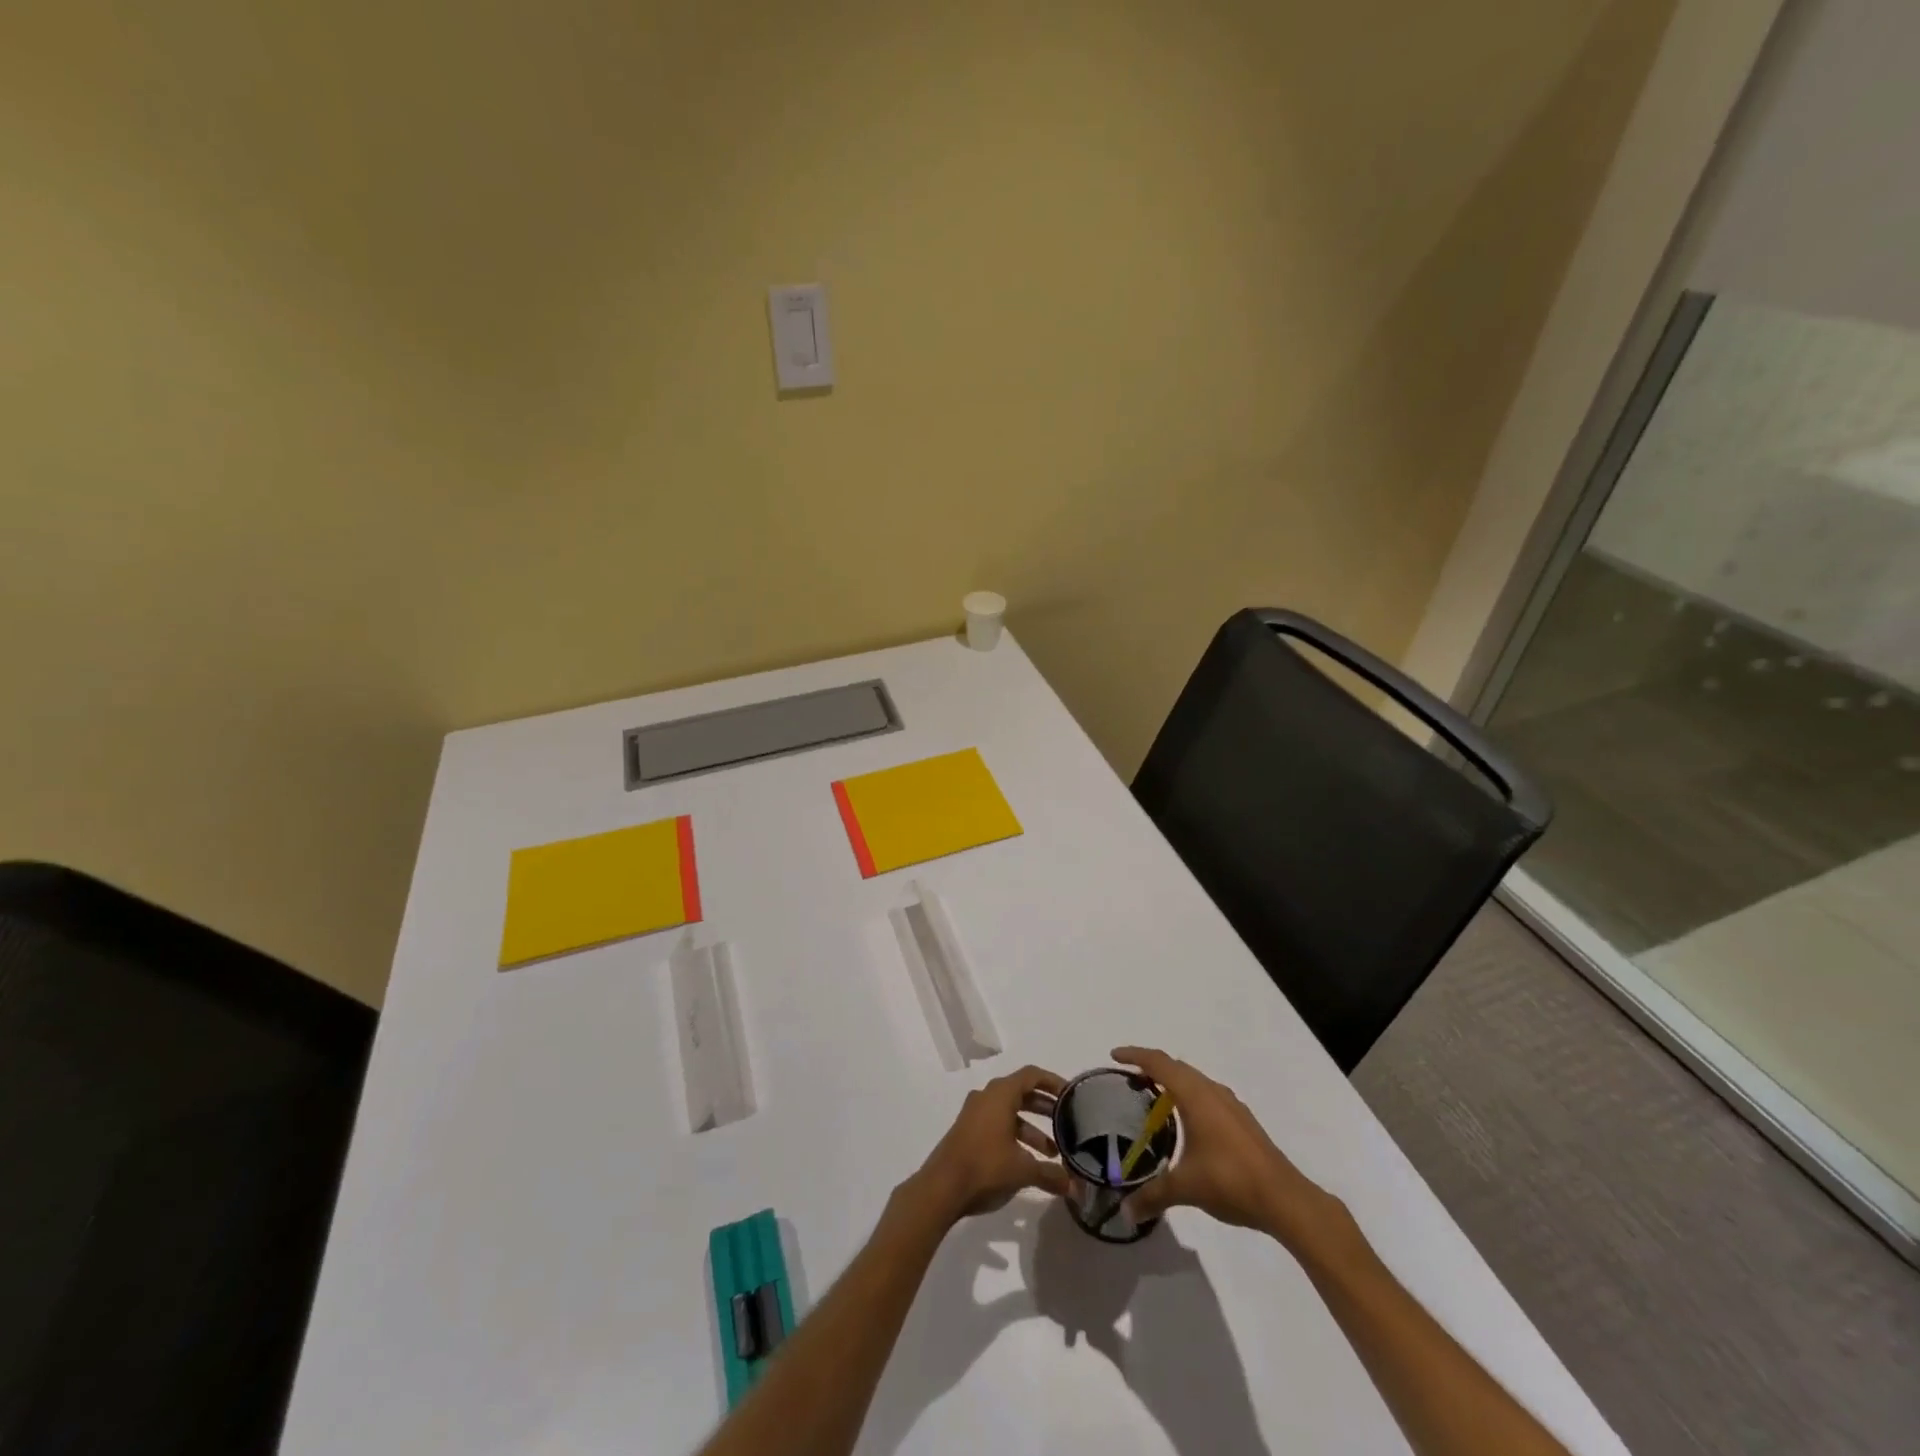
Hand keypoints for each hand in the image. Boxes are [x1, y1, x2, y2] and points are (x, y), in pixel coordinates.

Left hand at [911, 1065, 1070, 1222]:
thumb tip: (1074, 1186)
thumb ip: (1050, 1174)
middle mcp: (987, 1097)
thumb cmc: (985, 1167)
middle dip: (1045, 1107)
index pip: (1032, 1075)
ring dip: (1032, 1128)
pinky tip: (1028, 1162)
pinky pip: (998, 1124)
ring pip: (1010, 1112)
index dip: (1053, 1082)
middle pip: (1022, 1093)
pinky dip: (1016, 1136)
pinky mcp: (968, 1131)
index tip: (1072, 1095)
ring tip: (1052, 1153)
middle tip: (1067, 1122)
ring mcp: (975, 1114)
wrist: (941, 1188)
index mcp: (1000, 1094)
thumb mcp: (1023, 1170)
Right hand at [1112, 1047, 1346, 1248]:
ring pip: (1194, 1080)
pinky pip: (1207, 1095)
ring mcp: (1231, 1105)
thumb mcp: (1185, 1188)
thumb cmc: (1230, 1180)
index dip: (1135, 1055)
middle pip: (1176, 1066)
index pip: (1158, 1063)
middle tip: (1130, 1079)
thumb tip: (1125, 1212)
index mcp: (1194, 1095)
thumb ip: (1153, 1196)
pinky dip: (1189, 1096)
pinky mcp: (1242, 1121)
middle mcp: (1212, 1091)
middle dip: (1152, 1067)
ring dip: (1173, 1081)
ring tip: (1155, 1099)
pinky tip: (1188, 1123)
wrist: (1285, 1198)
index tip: (1114, 1056)